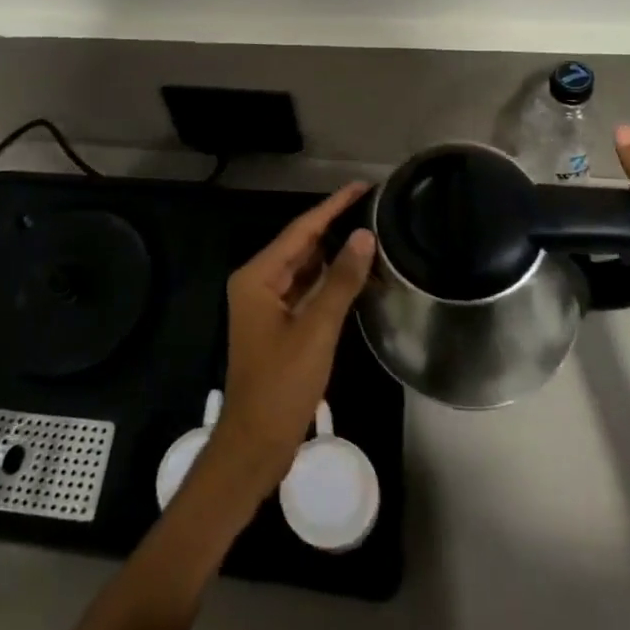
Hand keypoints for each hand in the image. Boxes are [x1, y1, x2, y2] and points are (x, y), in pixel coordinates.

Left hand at [196, 183, 375, 503]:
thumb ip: (340, 281)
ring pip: (304, 268)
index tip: (361, 187)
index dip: (332, 207)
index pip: (300, 230)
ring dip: (333, 253)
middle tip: (373, 206)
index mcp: (256, 277)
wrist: (256, 442)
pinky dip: (328, 280)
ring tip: (370, 231)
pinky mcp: (278, 324)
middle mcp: (257, 282)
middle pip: (300, 245)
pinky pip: (305, 290)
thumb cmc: (281, 385)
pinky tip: (354, 271)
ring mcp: (266, 304)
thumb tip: (363, 236)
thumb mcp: (316, 330)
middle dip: (334, 225)